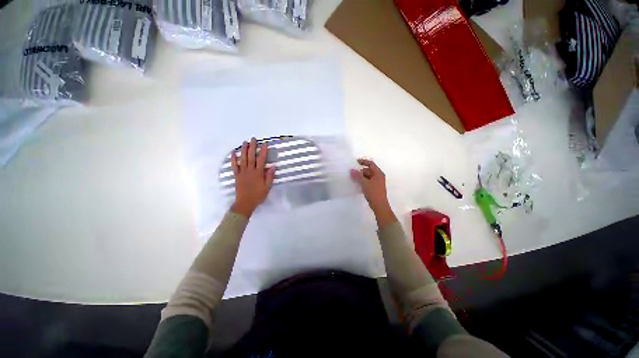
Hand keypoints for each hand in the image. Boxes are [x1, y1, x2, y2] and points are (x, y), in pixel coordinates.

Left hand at [230, 138, 275, 217]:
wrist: (245, 203)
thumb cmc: (258, 195)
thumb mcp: (267, 187)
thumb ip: (269, 176)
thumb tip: (273, 166)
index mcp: (258, 173)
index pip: (261, 160)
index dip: (263, 152)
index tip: (265, 144)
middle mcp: (250, 171)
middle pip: (251, 157)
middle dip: (252, 147)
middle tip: (253, 139)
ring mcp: (242, 172)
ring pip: (242, 159)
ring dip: (243, 150)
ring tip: (244, 142)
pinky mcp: (236, 175)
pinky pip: (234, 165)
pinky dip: (233, 159)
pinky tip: (233, 152)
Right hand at [350, 159, 396, 227]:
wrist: (379, 205)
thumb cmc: (373, 193)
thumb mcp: (364, 183)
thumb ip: (358, 176)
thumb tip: (352, 170)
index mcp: (378, 173)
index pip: (371, 164)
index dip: (363, 162)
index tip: (355, 162)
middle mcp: (379, 176)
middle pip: (369, 170)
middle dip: (361, 171)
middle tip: (353, 174)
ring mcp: (377, 182)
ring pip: (368, 176)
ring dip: (361, 177)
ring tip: (354, 179)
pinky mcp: (375, 188)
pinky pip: (368, 181)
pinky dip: (363, 181)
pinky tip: (357, 185)